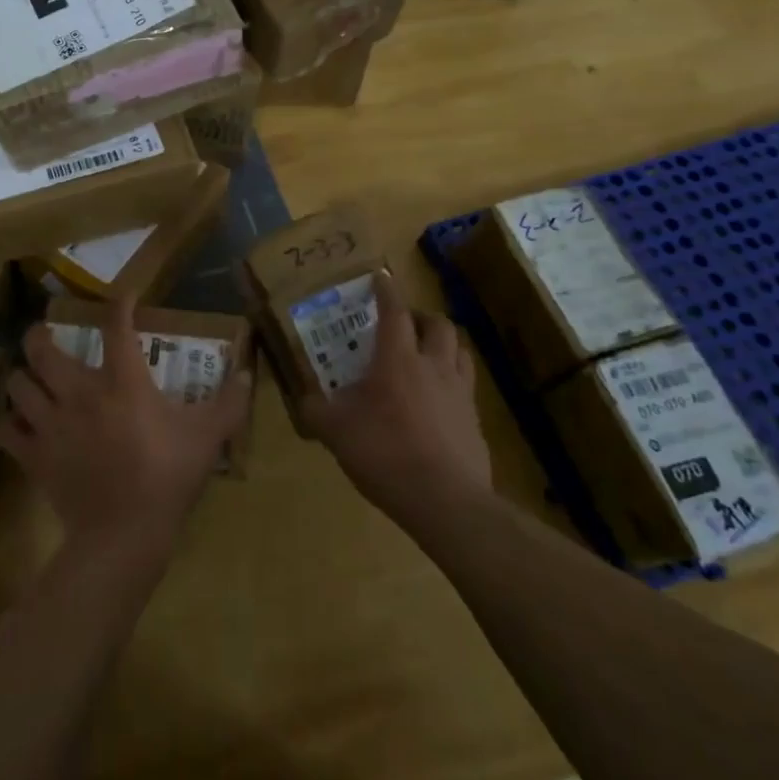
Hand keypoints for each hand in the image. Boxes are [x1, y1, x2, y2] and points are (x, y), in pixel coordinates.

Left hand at [1, 298, 252, 554]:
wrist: (124, 535)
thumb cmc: (167, 477)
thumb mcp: (208, 437)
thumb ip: (230, 403)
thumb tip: (248, 374)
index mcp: (122, 382)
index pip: (116, 327)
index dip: (118, 304)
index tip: (123, 296)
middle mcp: (79, 392)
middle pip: (41, 349)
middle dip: (39, 335)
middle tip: (45, 335)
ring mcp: (50, 424)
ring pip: (17, 384)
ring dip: (23, 376)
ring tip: (32, 377)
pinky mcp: (33, 456)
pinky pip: (7, 429)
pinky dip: (11, 421)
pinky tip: (23, 422)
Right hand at [298, 272, 492, 534]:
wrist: (446, 501)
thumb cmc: (386, 453)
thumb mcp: (336, 433)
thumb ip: (316, 411)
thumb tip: (303, 400)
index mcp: (398, 359)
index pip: (395, 311)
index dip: (387, 291)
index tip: (381, 278)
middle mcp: (433, 366)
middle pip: (438, 324)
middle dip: (421, 316)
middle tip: (405, 324)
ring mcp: (460, 392)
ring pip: (460, 350)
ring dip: (443, 343)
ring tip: (427, 354)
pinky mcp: (475, 421)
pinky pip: (467, 386)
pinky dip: (453, 380)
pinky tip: (439, 400)